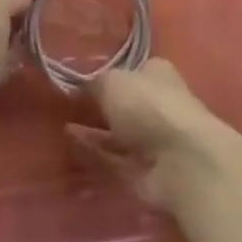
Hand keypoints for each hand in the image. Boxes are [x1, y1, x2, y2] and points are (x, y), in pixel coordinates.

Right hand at [67, 58, 236, 212]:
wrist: (182, 162)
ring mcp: (152, 140)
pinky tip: (68, 144)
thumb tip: (77, 86)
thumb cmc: (149, 106)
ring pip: (116, 133)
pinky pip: (112, 159)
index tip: (75, 79)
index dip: (104, 73)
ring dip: (92, 130)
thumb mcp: (113, 82)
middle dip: (96, 104)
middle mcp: (156, 103)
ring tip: (59, 123)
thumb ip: (93, 83)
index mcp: (156, 73)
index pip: (128, 69)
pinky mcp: (144, 172)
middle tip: (62, 103)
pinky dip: (93, 152)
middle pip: (122, 103)